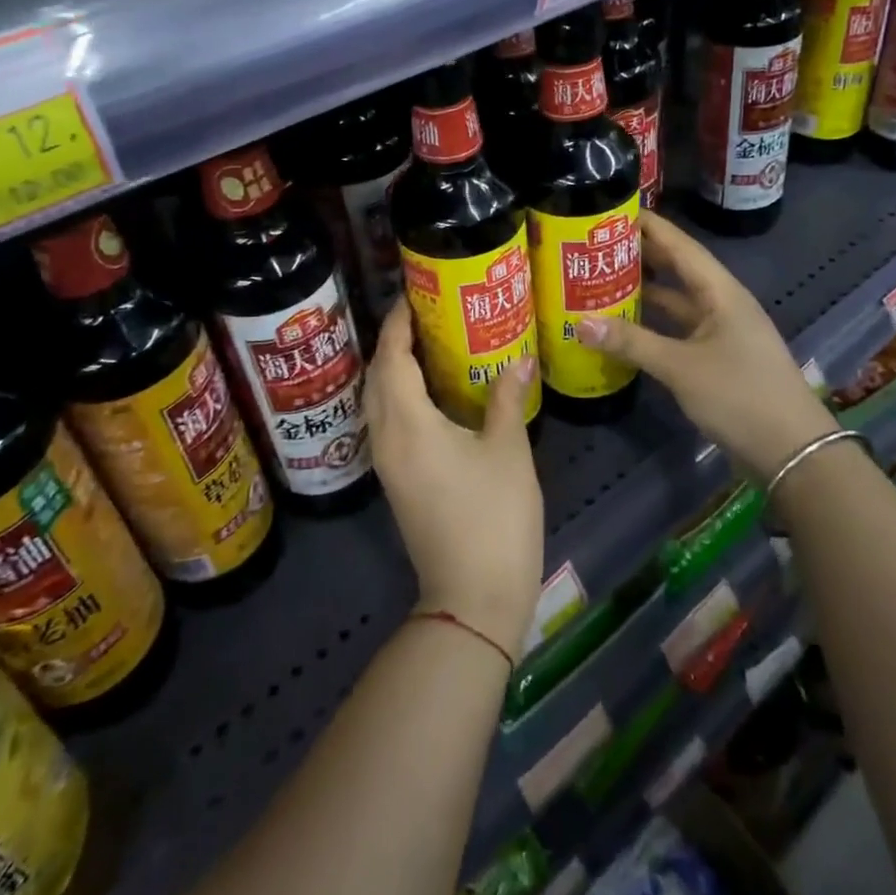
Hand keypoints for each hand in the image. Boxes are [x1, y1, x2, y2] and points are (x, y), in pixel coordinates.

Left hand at [366, 303, 543, 661]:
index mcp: (408, 424)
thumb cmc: (494, 517)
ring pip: (377, 401)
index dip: (398, 323)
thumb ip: (507, 398)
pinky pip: (386, 422)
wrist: (472, 599)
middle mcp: (386, 438)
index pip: (391, 358)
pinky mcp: (396, 482)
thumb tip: (518, 359)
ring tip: (427, 345)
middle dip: (393, 341)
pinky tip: (430, 393)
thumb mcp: (508, 451)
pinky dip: (399, 396)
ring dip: (392, 369)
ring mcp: (387, 464)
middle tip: (425, 315)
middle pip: (377, 376)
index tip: (413, 295)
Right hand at [577, 214, 835, 481]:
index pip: (679, 244)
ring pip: (676, 299)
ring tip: (601, 276)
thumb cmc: (740, 396)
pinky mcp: (717, 356)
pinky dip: (652, 322)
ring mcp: (721, 330)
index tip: (610, 209)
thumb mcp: (680, 367)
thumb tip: (579, 322)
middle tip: (594, 243)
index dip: (647, 225)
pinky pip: (678, 327)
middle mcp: (722, 302)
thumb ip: (630, 342)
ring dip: (645, 289)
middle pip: (677, 267)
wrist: (793, 452)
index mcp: (720, 291)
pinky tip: (625, 323)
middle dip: (640, 254)